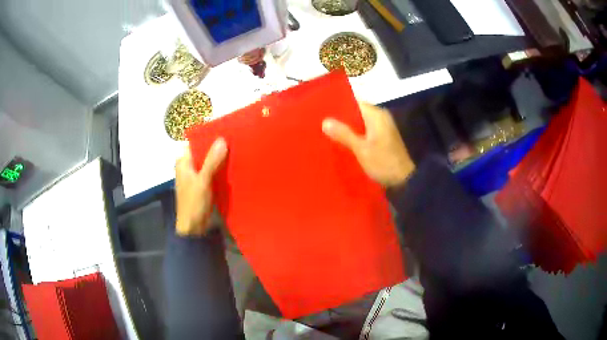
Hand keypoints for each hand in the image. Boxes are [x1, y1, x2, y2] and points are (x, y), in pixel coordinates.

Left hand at [175, 138, 227, 236]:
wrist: (193, 228)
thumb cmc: (193, 203)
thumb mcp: (203, 180)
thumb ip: (212, 161)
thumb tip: (222, 139)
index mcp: (183, 162)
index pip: (195, 143)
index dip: (208, 137)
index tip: (224, 131)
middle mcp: (188, 167)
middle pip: (203, 152)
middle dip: (216, 148)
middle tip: (235, 140)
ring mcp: (196, 176)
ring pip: (209, 163)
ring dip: (219, 159)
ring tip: (237, 150)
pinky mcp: (203, 185)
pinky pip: (212, 173)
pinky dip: (220, 170)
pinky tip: (233, 166)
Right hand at [322, 102, 414, 187]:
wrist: (405, 180)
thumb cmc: (384, 162)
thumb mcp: (361, 149)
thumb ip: (344, 134)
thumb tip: (325, 121)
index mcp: (376, 115)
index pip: (354, 102)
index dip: (338, 105)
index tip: (322, 110)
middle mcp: (380, 117)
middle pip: (356, 113)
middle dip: (340, 118)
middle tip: (321, 123)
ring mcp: (382, 128)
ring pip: (359, 123)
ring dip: (347, 128)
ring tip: (327, 132)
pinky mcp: (382, 138)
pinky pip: (364, 132)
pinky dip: (354, 135)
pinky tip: (342, 142)